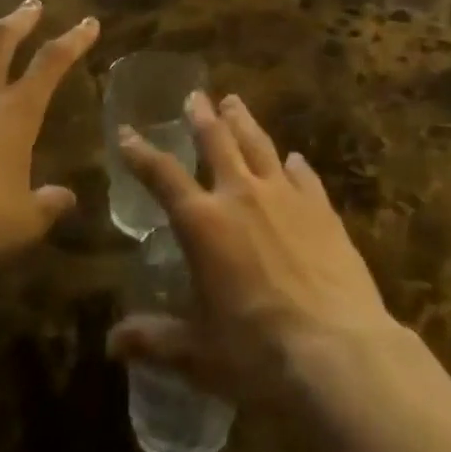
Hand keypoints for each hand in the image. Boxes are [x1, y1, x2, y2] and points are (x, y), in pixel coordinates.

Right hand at [107, 92, 395, 404]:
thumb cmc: (258, 354)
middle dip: (202, 116)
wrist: (339, 353)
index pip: (162, 176)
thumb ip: (154, 340)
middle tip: (195, 96)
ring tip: (234, 103)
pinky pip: (303, 174)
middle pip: (217, 141)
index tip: (127, 132)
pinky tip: (294, 159)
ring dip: (243, 121)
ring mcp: (285, 196)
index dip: (141, 153)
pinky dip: (294, 164)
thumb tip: (111, 343)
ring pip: (259, 144)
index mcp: (203, 224)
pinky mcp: (322, 208)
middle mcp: (241, 195)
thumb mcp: (198, 355)